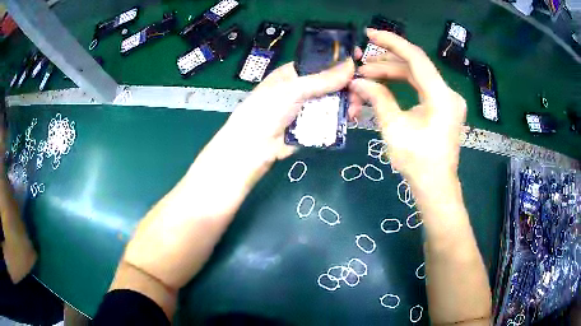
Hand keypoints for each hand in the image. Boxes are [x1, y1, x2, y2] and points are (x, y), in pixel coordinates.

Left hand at [224, 59, 355, 164]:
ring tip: (354, 109)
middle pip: (333, 83)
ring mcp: (309, 107)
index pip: (322, 62)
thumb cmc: (268, 109)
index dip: (340, 61)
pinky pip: (333, 118)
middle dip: (348, 86)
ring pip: (336, 101)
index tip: (360, 59)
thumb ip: (323, 78)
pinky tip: (350, 118)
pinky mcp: (314, 125)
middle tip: (360, 92)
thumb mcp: (294, 89)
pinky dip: (343, 118)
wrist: (255, 146)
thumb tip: (351, 63)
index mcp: (295, 73)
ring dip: (348, 103)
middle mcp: (304, 88)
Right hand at [350, 29, 466, 188]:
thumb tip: (357, 81)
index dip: (391, 42)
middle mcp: (448, 93)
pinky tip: (385, 86)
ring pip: (417, 77)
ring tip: (367, 78)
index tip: (369, 34)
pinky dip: (402, 85)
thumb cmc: (417, 161)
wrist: (435, 186)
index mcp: (441, 96)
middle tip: (360, 69)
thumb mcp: (393, 127)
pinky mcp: (443, 107)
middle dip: (385, 64)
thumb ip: (377, 98)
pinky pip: (421, 88)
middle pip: (414, 67)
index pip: (415, 57)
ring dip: (391, 75)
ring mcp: (447, 100)